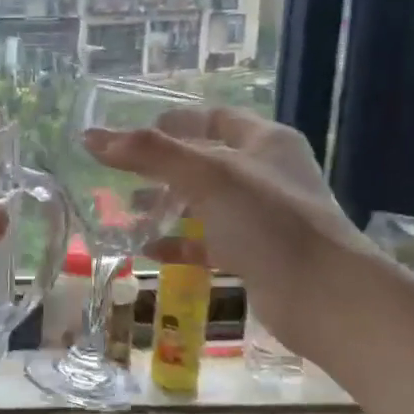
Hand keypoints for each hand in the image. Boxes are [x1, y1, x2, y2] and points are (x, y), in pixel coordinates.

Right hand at [82, 107, 381, 359]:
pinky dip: (181, 244)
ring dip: (169, 206)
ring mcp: (265, 218)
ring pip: (207, 204)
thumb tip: (90, 137)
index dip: (176, 122)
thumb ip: (149, 154)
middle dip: (164, 167)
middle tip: (122, 175)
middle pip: (207, 161)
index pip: (215, 118)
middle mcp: (268, 174)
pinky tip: (150, 251)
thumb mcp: (206, 176)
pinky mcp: (258, 255)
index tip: (135, 133)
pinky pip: (211, 243)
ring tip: (129, 212)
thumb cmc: (267, 220)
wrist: (323, 295)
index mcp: (266, 142)